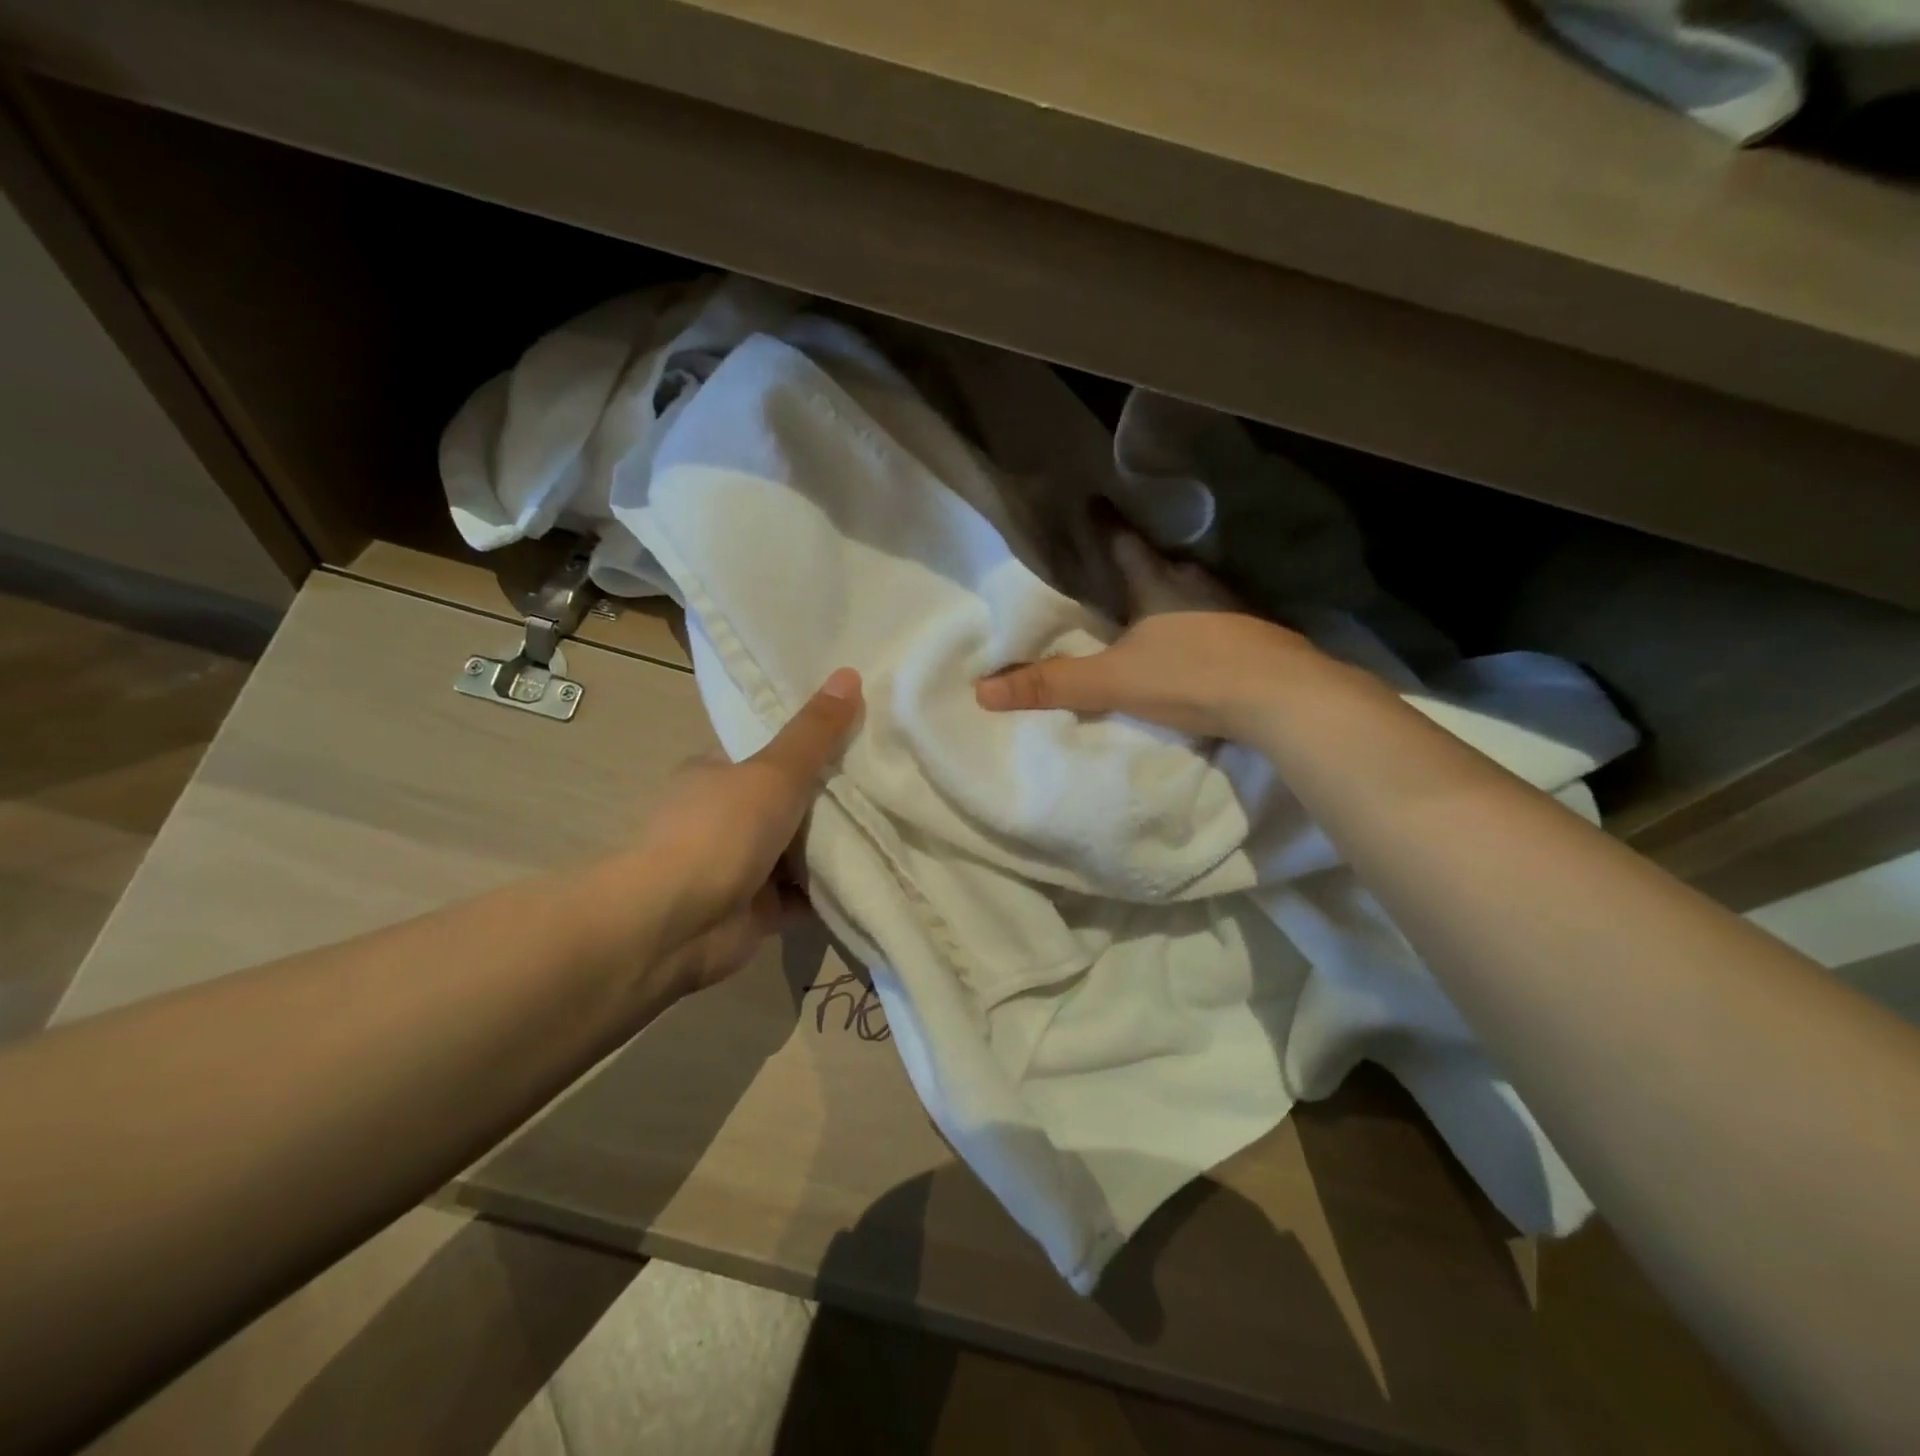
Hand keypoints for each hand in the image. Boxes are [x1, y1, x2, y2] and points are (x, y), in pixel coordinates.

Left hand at [627, 668, 862, 993]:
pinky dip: (831, 889)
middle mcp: (725, 817)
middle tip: (889, 784)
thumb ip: (814, 732)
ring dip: (834, 846)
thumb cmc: (720, 831)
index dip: (812, 743)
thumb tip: (849, 673)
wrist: (675, 923)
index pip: (769, 751)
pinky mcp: (756, 910)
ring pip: (798, 850)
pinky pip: (803, 894)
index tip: (860, 737)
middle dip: (831, 799)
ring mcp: (740, 865)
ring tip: (893, 826)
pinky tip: (875, 874)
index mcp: (717, 773)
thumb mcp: (774, 771)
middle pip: (789, 801)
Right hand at [975, 531, 1315, 740]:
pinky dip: (1204, 618)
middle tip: (1121, 559)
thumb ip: (1053, 685)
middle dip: (1141, 558)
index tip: (1091, 500)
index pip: (1123, 542)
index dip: (1104, 523)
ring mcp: (1234, 606)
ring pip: (1196, 586)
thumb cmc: (1192, 676)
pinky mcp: (1260, 633)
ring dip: (1175, 588)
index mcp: (1158, 582)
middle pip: (1162, 560)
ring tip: (1158, 596)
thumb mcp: (1113, 682)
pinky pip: (1221, 613)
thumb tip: (983, 690)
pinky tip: (1202, 634)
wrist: (1282, 697)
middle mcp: (1198, 583)